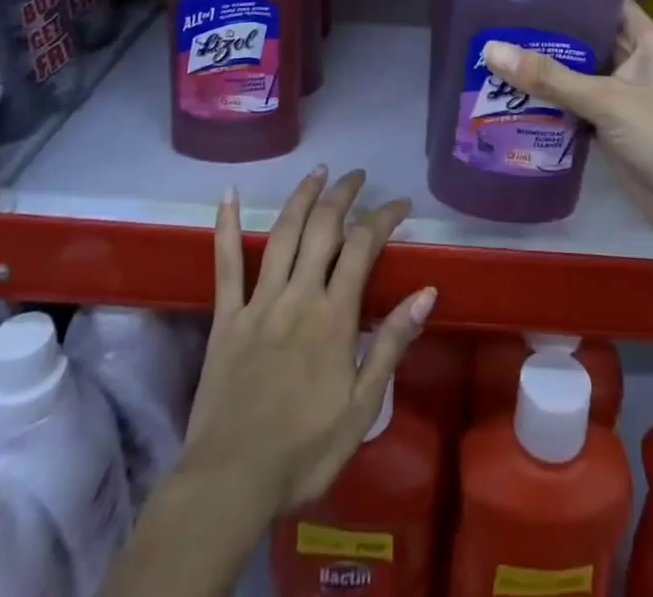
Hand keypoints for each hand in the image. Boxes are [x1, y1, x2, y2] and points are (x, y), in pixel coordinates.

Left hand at [181, 167, 436, 514]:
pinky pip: (226, 264)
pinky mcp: (226, 317)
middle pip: (323, 228)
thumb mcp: (363, 407)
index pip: (363, 246)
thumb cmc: (305, 450)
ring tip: (318, 171)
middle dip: (343, 195)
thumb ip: (391, 343)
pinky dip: (227, 226)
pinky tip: (229, 194)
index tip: (400, 205)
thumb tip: (426, 291)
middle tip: (357, 176)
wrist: (231, 482)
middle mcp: (298, 295)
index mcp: (334, 316)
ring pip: (282, 233)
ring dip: (302, 197)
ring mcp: (259, 302)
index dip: (384, 217)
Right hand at [483, 0, 652, 292]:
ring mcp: (619, 94)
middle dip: (545, 30)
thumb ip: (550, 78)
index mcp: (644, 39)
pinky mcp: (608, 125)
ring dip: (542, 67)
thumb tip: (491, 50)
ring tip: (491, 48)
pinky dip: (547, 100)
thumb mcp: (607, 101)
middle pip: (583, 36)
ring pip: (574, 72)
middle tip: (494, 16)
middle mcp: (631, 59)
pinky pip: (572, 103)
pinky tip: (509, 92)